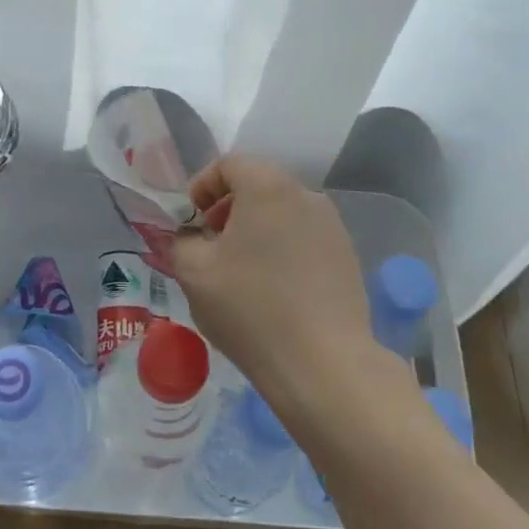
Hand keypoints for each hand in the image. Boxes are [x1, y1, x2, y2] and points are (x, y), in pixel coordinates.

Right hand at [171, 156, 400, 417]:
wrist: (323, 364)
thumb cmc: (250, 308)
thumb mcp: (194, 272)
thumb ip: (181, 240)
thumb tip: (188, 235)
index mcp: (268, 187)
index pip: (230, 164)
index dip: (202, 186)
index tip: (190, 221)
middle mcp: (306, 196)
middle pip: (258, 186)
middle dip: (227, 209)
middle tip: (210, 246)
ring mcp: (333, 227)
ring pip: (283, 213)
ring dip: (255, 230)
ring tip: (239, 271)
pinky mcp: (347, 257)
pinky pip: (304, 238)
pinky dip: (282, 249)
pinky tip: (273, 290)